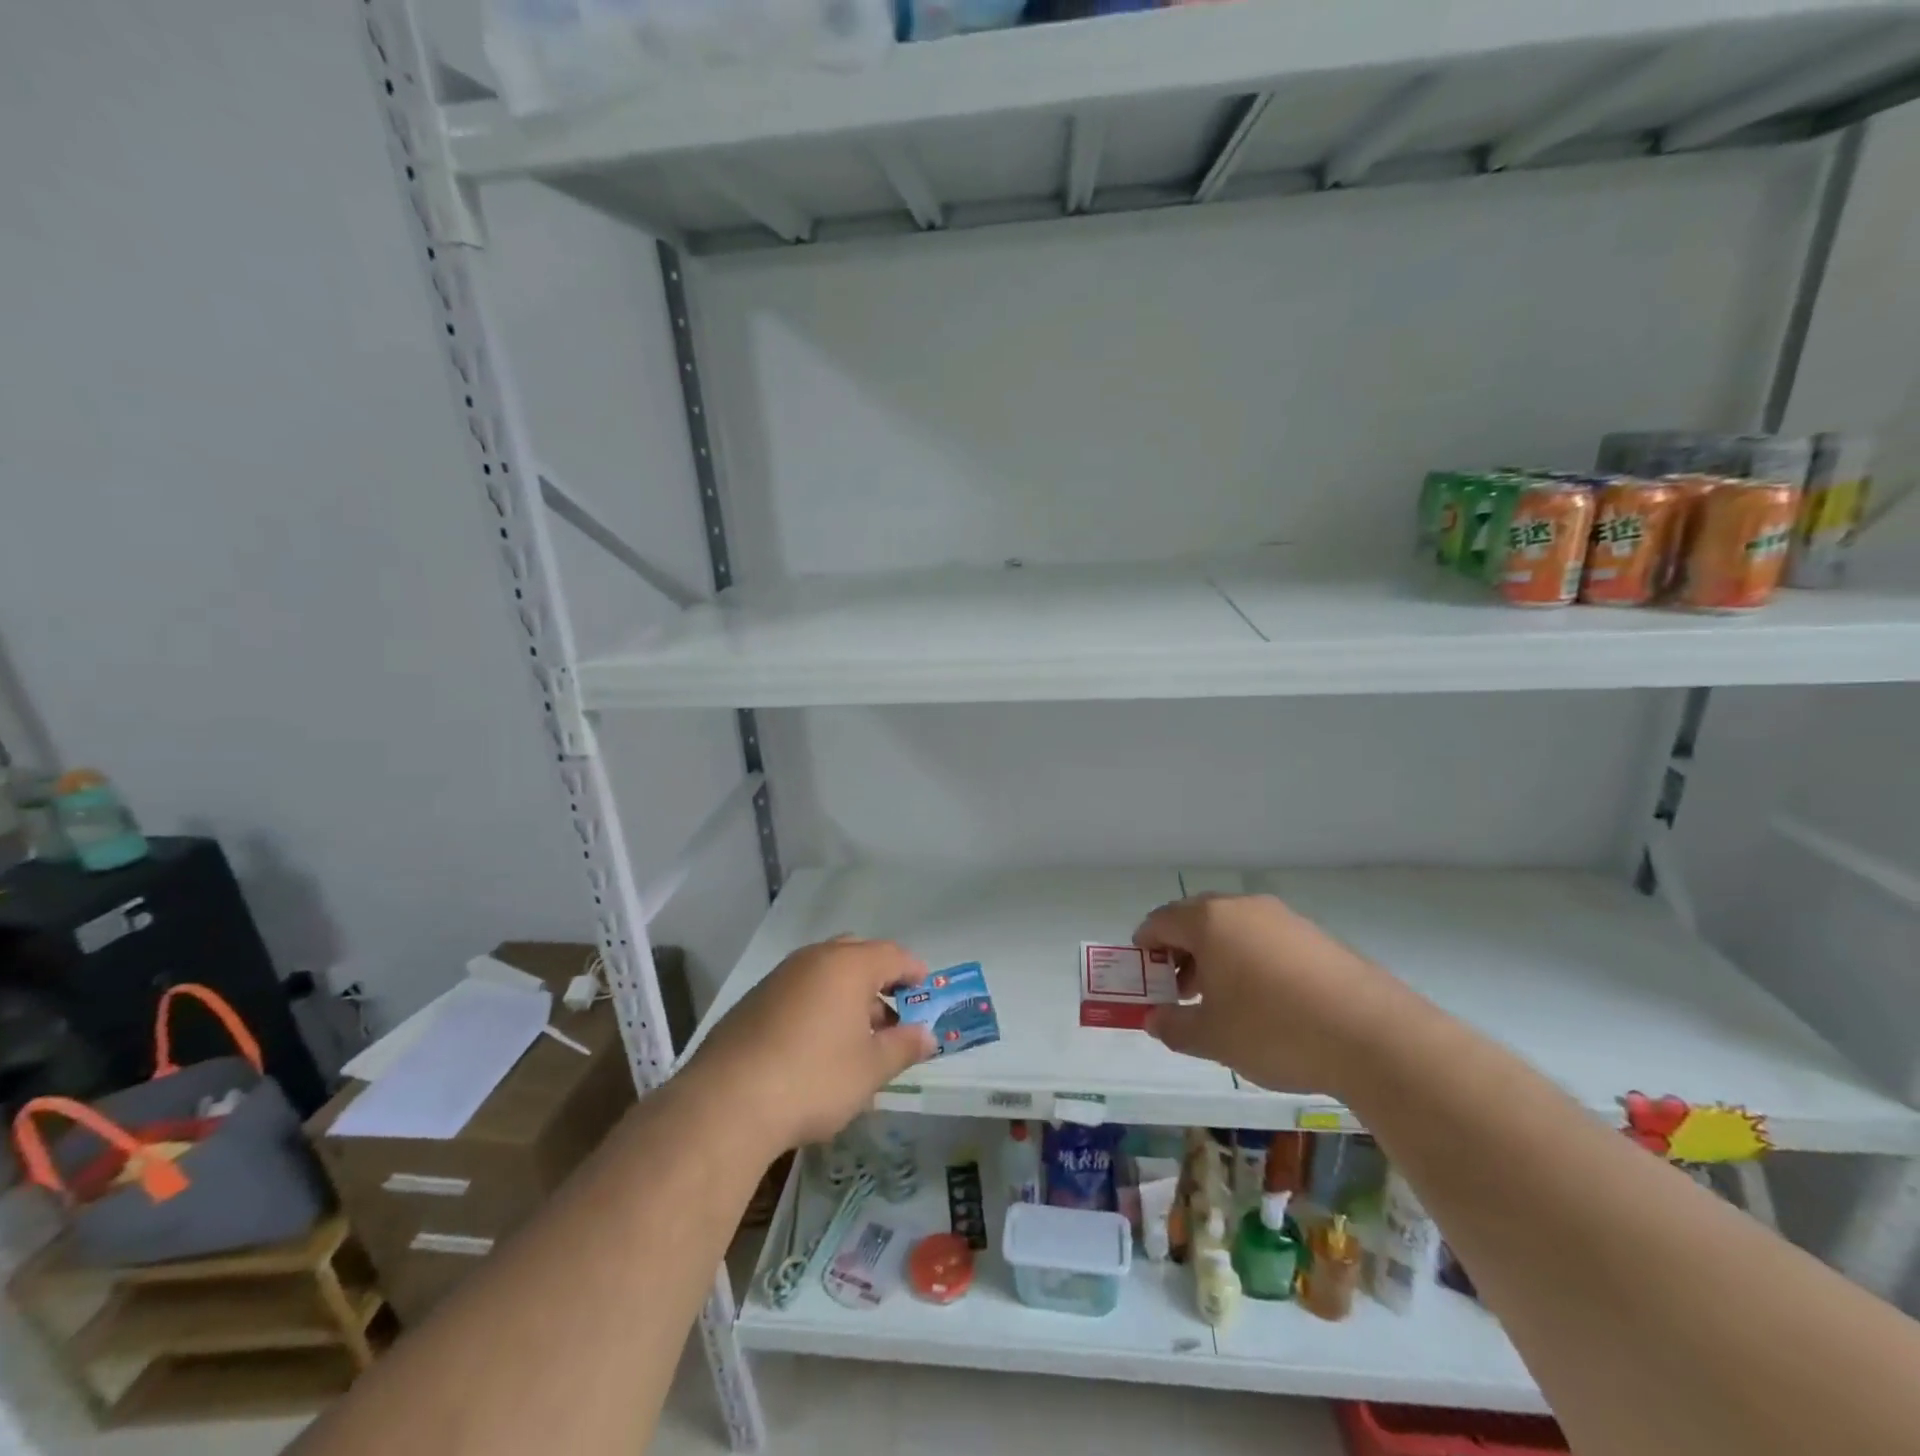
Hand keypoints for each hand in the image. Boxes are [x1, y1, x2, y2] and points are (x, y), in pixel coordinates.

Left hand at [687, 937, 934, 1151]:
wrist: (726, 1102)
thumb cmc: (814, 1079)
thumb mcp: (870, 1069)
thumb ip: (903, 1047)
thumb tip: (928, 1036)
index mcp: (847, 965)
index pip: (893, 954)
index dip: (914, 972)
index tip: (926, 994)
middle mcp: (813, 959)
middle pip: (857, 955)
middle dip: (879, 981)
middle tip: (892, 1016)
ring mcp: (778, 977)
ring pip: (824, 973)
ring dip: (846, 995)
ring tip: (856, 1038)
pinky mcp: (753, 1001)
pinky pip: (798, 991)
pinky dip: (816, 1006)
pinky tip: (816, 1047)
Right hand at [1134, 894, 1409, 1095]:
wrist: (1372, 1036)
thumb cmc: (1274, 1030)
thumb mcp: (1213, 1038)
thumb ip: (1174, 1026)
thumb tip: (1155, 1020)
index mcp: (1209, 921)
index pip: (1160, 921)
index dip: (1144, 945)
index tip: (1142, 972)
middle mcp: (1244, 908)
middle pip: (1196, 920)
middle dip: (1181, 952)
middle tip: (1179, 990)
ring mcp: (1284, 919)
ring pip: (1234, 929)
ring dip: (1217, 957)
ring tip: (1222, 1001)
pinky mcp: (1316, 937)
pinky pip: (1267, 940)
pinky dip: (1251, 961)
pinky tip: (1265, 1001)